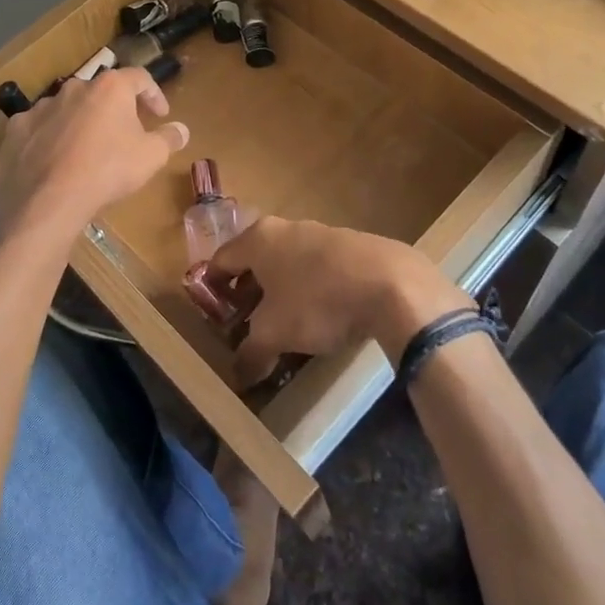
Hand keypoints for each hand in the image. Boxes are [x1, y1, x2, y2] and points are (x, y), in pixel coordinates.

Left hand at [0, 69, 188, 237]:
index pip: (139, 78)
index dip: (153, 94)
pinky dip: (49, 140)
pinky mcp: (15, 131)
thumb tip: (181, 129)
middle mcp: (74, 88)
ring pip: (67, 110)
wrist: (47, 202)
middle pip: (100, 93)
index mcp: (109, 88)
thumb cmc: (108, 171)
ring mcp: (40, 108)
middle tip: (124, 134)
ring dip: (80, 124)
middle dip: (114, 110)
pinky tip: (54, 163)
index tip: (160, 114)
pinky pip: (38, 130)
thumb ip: (168, 139)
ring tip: (86, 152)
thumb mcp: (151, 157)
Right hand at [207, 217, 466, 386]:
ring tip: (285, 323)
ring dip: (281, 290)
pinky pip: (319, 268)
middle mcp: (286, 228)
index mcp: (259, 239)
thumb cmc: (318, 302)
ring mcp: (321, 232)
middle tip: (246, 323)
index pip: (221, 260)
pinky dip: (311, 288)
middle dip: (248, 292)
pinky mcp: (352, 246)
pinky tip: (323, 315)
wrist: (392, 284)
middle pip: (255, 260)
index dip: (212, 288)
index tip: (213, 315)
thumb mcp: (276, 334)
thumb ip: (251, 353)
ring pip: (289, 262)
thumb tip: (239, 376)